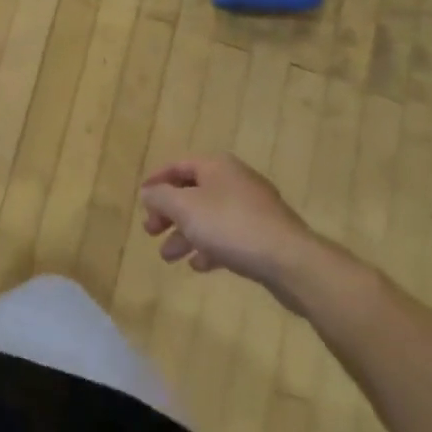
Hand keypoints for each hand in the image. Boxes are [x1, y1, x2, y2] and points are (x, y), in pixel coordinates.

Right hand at [139, 154, 322, 300]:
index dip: (156, 181)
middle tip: (151, 231)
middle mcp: (234, 180)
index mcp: (216, 166)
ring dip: (185, 234)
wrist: (291, 261)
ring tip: (169, 257)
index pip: (178, 166)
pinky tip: (199, 265)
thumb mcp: (185, 208)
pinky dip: (210, 247)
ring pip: (209, 217)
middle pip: (192, 192)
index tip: (141, 200)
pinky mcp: (264, 235)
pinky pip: (229, 236)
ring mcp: (253, 208)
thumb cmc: (231, 225)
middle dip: (169, 213)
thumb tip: (147, 192)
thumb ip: (160, 197)